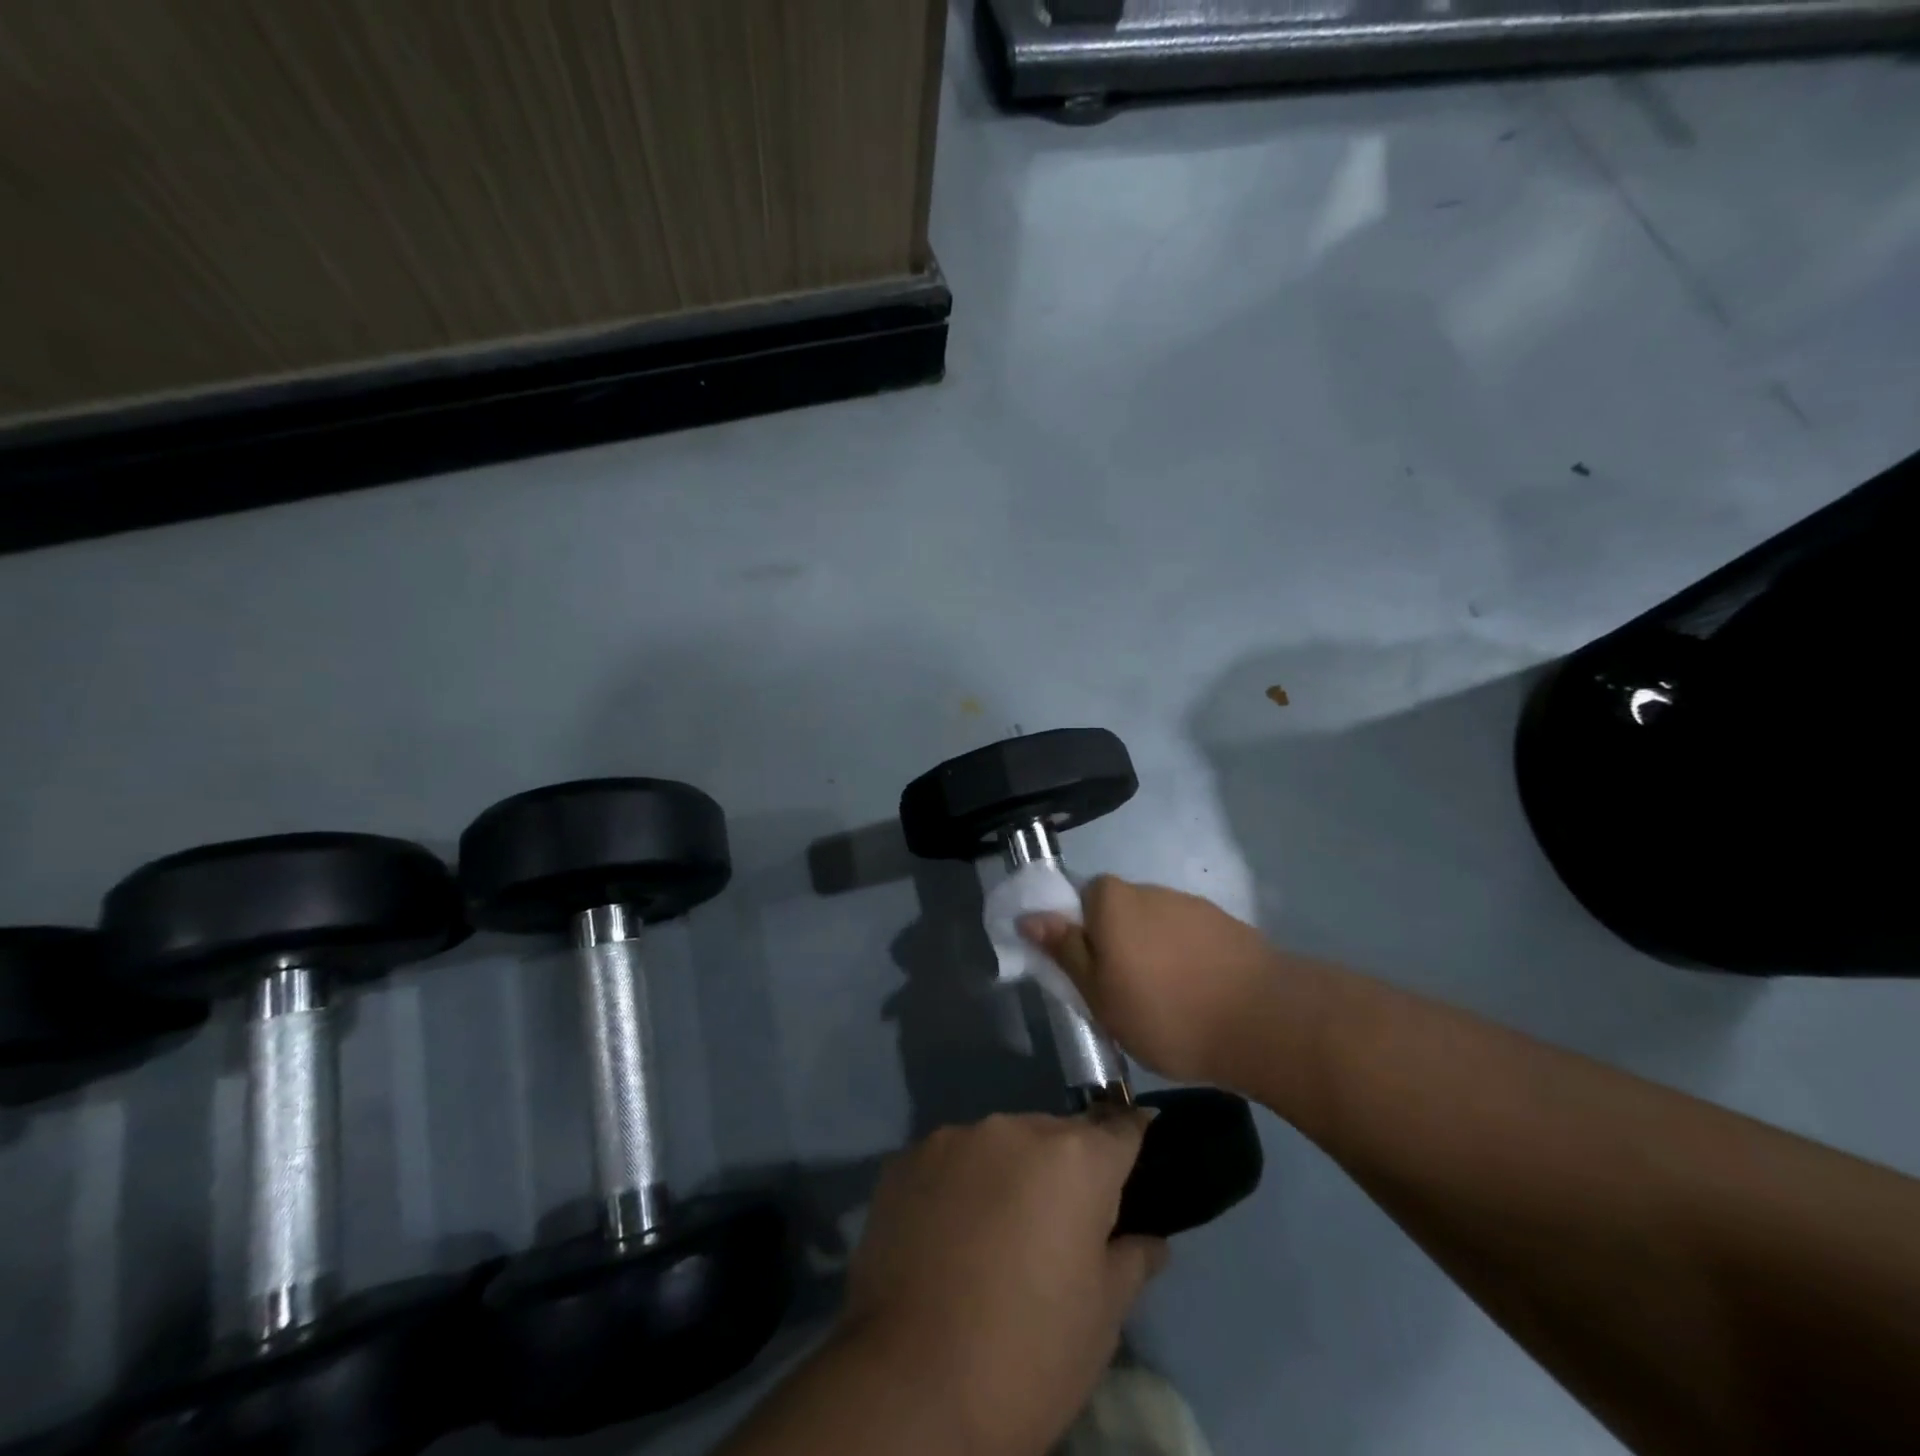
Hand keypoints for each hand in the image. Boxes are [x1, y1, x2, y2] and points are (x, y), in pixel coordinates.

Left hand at [839, 1112, 1168, 1455]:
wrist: (909, 1385)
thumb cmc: (1028, 1353)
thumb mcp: (1101, 1319)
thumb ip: (1132, 1261)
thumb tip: (1150, 1238)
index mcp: (1073, 1158)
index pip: (1119, 1127)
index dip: (1132, 1136)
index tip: (1137, 1145)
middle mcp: (1014, 1128)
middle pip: (1054, 1135)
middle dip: (1063, 1168)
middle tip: (1057, 1226)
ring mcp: (953, 1138)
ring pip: (998, 1144)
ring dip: (1007, 1173)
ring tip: (995, 1234)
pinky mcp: (905, 1159)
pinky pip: (949, 1161)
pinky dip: (958, 1186)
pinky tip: (948, 1236)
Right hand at [1020, 876, 1281, 1084]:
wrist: (1263, 1020)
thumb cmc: (1164, 1012)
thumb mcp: (1099, 994)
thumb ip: (1065, 951)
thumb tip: (1029, 917)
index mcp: (1112, 900)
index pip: (1081, 899)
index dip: (1082, 935)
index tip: (1092, 974)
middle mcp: (1149, 889)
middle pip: (1119, 910)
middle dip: (1118, 943)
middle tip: (1124, 992)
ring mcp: (1191, 904)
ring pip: (1155, 924)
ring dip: (1154, 952)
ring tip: (1168, 1001)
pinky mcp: (1226, 924)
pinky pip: (1189, 936)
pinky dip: (1187, 958)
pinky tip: (1199, 995)